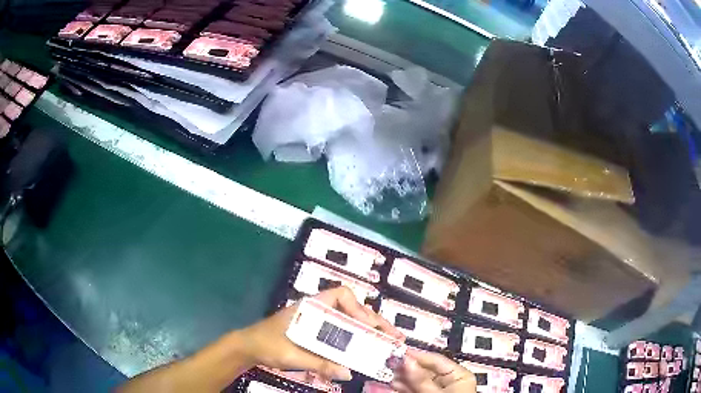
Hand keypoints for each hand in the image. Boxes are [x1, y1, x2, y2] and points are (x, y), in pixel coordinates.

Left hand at [236, 286, 402, 380]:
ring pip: (349, 322)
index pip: (341, 294)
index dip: (358, 307)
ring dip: (367, 332)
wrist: (248, 347)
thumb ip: (320, 363)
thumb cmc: (267, 344)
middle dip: (373, 322)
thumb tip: (349, 373)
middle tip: (393, 336)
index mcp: (311, 306)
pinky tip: (364, 352)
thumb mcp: (293, 354)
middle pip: (351, 310)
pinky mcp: (317, 335)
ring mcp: (318, 323)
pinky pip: (341, 335)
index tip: (368, 326)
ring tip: (386, 343)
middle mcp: (318, 310)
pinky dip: (354, 342)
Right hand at [391, 349, 475, 392]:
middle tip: (389, 363)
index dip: (416, 356)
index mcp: (459, 376)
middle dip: (407, 368)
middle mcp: (450, 383)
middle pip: (425, 371)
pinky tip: (394, 385)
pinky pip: (414, 391)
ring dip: (403, 378)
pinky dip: (404, 388)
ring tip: (389, 373)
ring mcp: (438, 392)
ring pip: (417, 382)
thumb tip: (406, 361)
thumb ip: (421, 379)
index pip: (436, 360)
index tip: (397, 352)